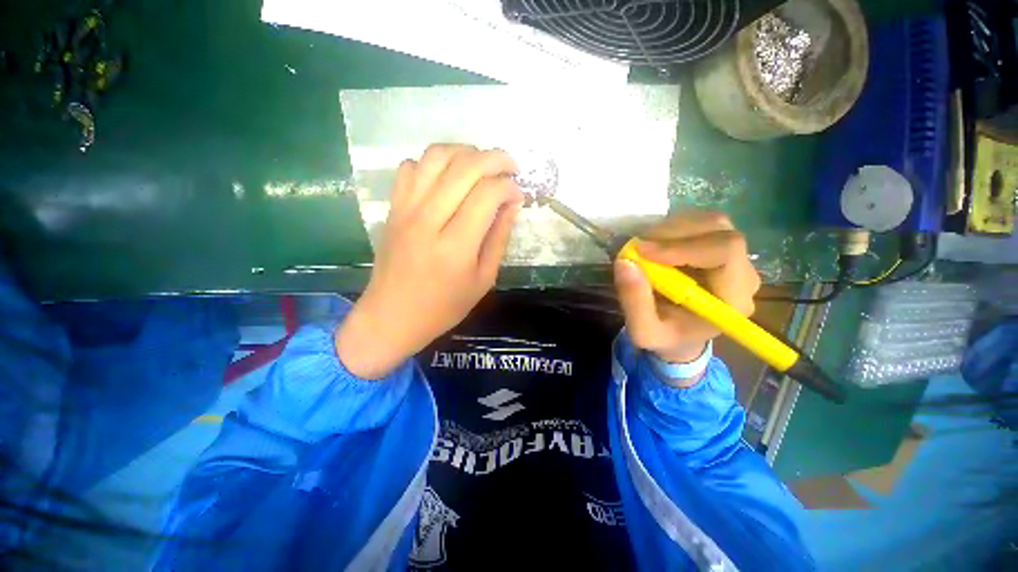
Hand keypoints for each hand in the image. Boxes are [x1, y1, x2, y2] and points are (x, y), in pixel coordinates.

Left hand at [336, 144, 523, 378]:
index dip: (509, 186)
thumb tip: (512, 204)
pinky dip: (433, 162)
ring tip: (482, 163)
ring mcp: (405, 210)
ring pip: (436, 157)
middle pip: (464, 167)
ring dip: (465, 151)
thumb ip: (499, 238)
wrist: (392, 316)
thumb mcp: (483, 280)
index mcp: (456, 246)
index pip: (487, 195)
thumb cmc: (444, 307)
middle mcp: (428, 220)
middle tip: (510, 165)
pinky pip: (410, 167)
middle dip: (495, 158)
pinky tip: (448, 175)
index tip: (518, 194)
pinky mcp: (393, 208)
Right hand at [614, 211, 760, 368]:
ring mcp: (735, 257)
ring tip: (645, 246)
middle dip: (672, 234)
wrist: (680, 335)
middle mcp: (744, 273)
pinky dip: (672, 228)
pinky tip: (656, 245)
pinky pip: (700, 223)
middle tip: (638, 247)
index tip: (642, 251)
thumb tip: (625, 262)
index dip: (682, 245)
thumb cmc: (666, 337)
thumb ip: (634, 302)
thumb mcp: (643, 331)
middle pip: (719, 230)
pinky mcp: (720, 247)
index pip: (725, 252)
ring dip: (671, 228)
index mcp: (733, 299)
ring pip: (710, 221)